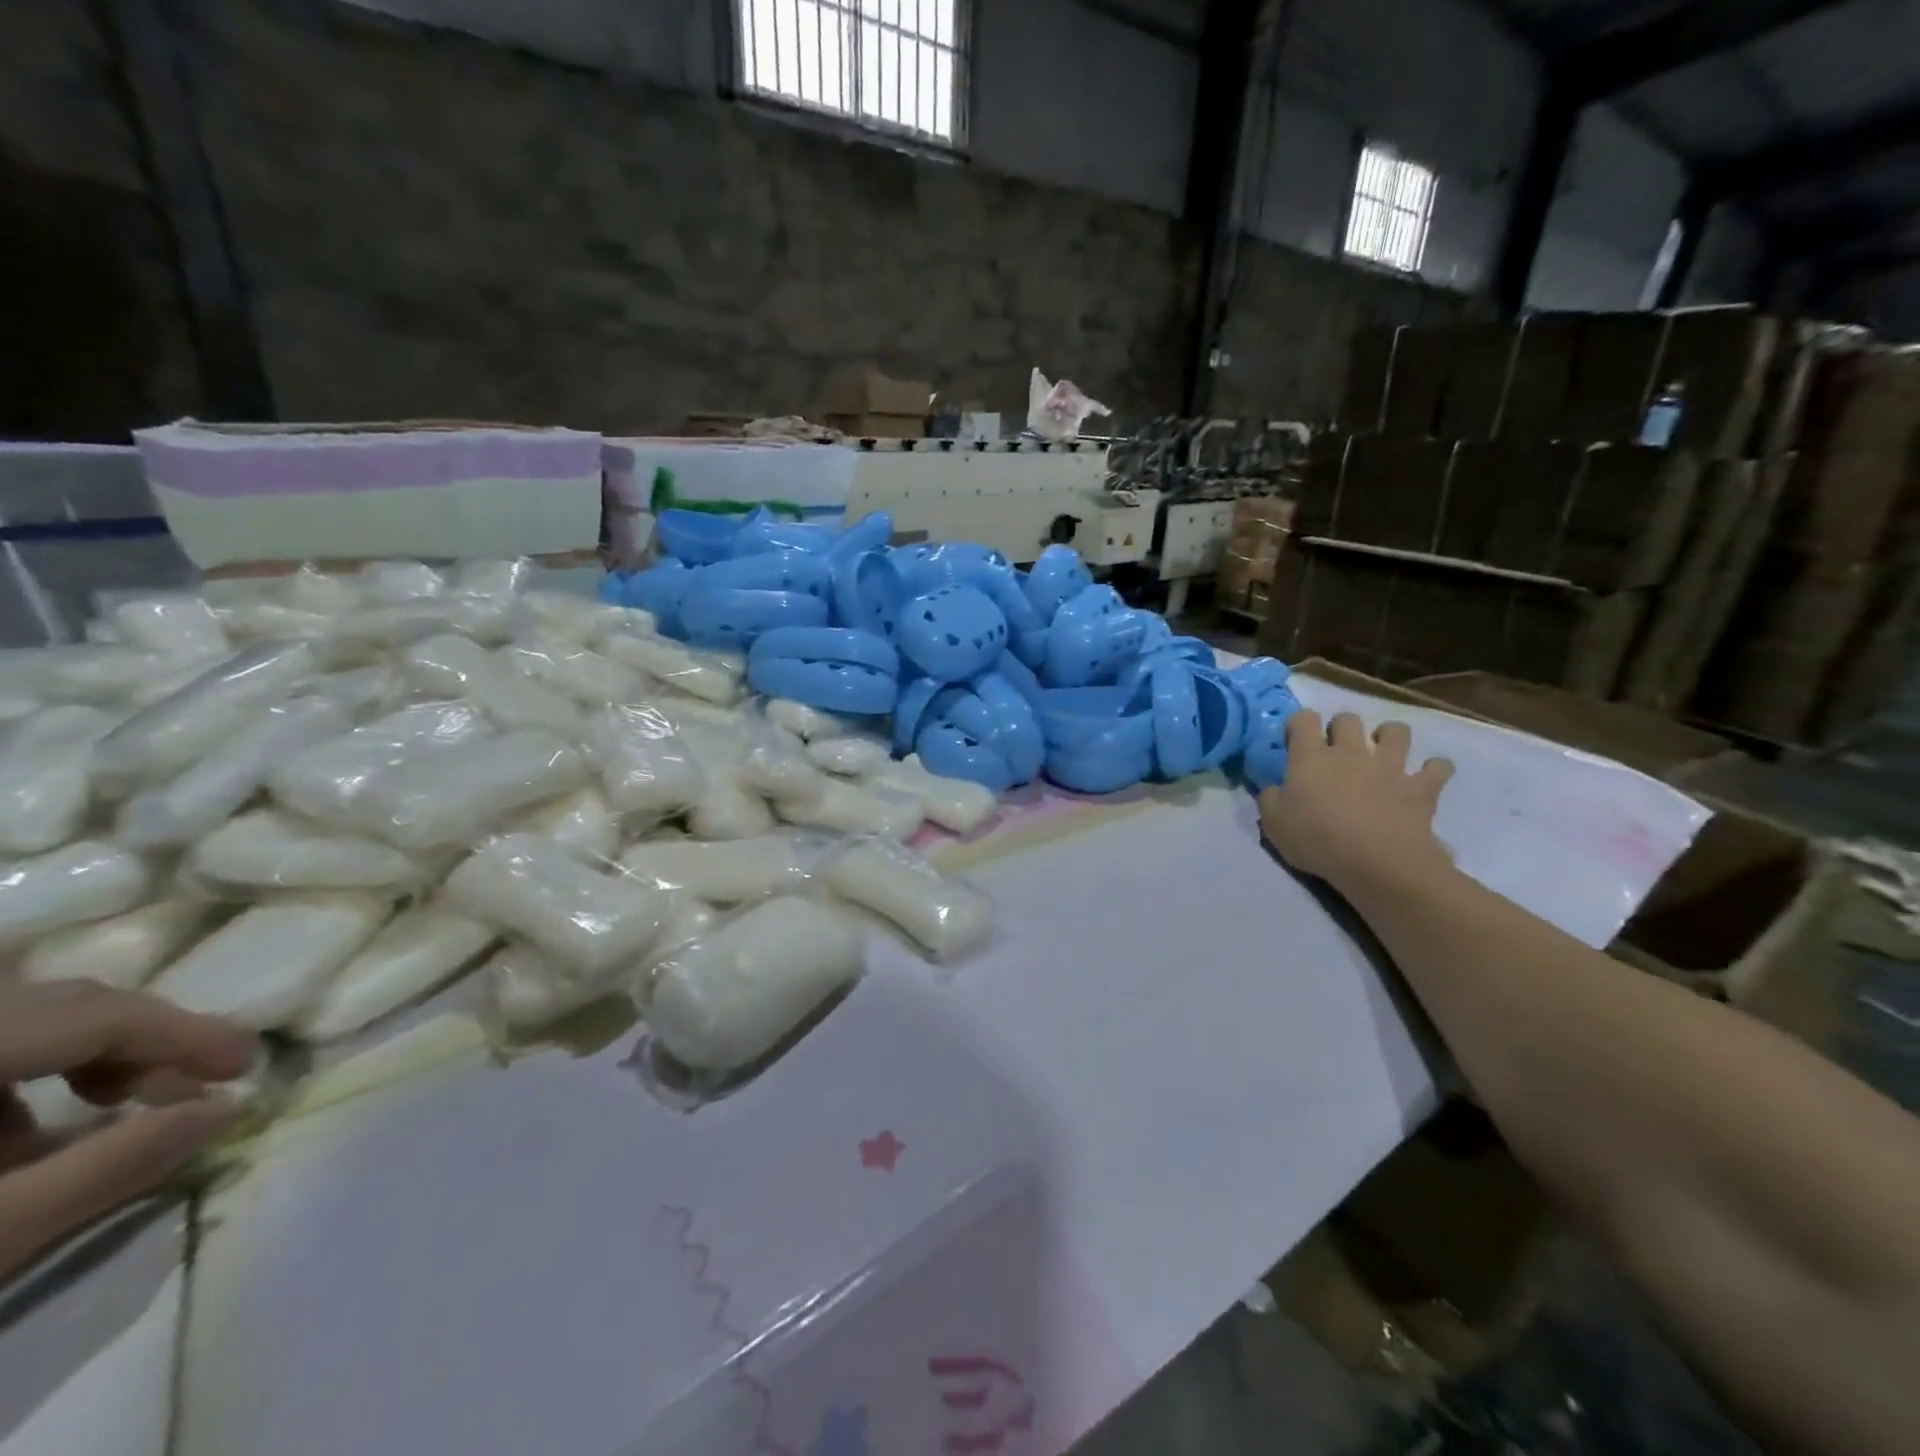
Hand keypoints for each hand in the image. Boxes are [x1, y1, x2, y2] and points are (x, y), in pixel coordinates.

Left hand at [0, 980, 255, 1279]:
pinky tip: (4, 1140)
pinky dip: (2, 1081)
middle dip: (134, 1042)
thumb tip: (227, 1107)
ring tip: (96, 1116)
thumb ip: (116, 1163)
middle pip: (54, 1003)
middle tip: (186, 1088)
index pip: (97, 1013)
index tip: (247, 1063)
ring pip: (9, 1018)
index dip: (185, 1032)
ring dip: (72, 1058)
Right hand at [1258, 711, 1453, 893]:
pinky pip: (1438, 768)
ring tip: (1384, 752)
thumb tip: (1273, 787)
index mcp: (1311, 758)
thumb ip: (1270, 798)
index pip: (1303, 719)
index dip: (1298, 725)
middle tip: (1337, 749)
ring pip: (1397, 731)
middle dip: (1342, 727)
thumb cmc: (1316, 840)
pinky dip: (1434, 769)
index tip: (1295, 742)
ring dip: (1390, 737)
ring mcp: (1390, 766)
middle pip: (1348, 719)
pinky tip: (1427, 777)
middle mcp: (1351, 752)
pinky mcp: (1420, 787)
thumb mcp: (1273, 823)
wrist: (1377, 862)